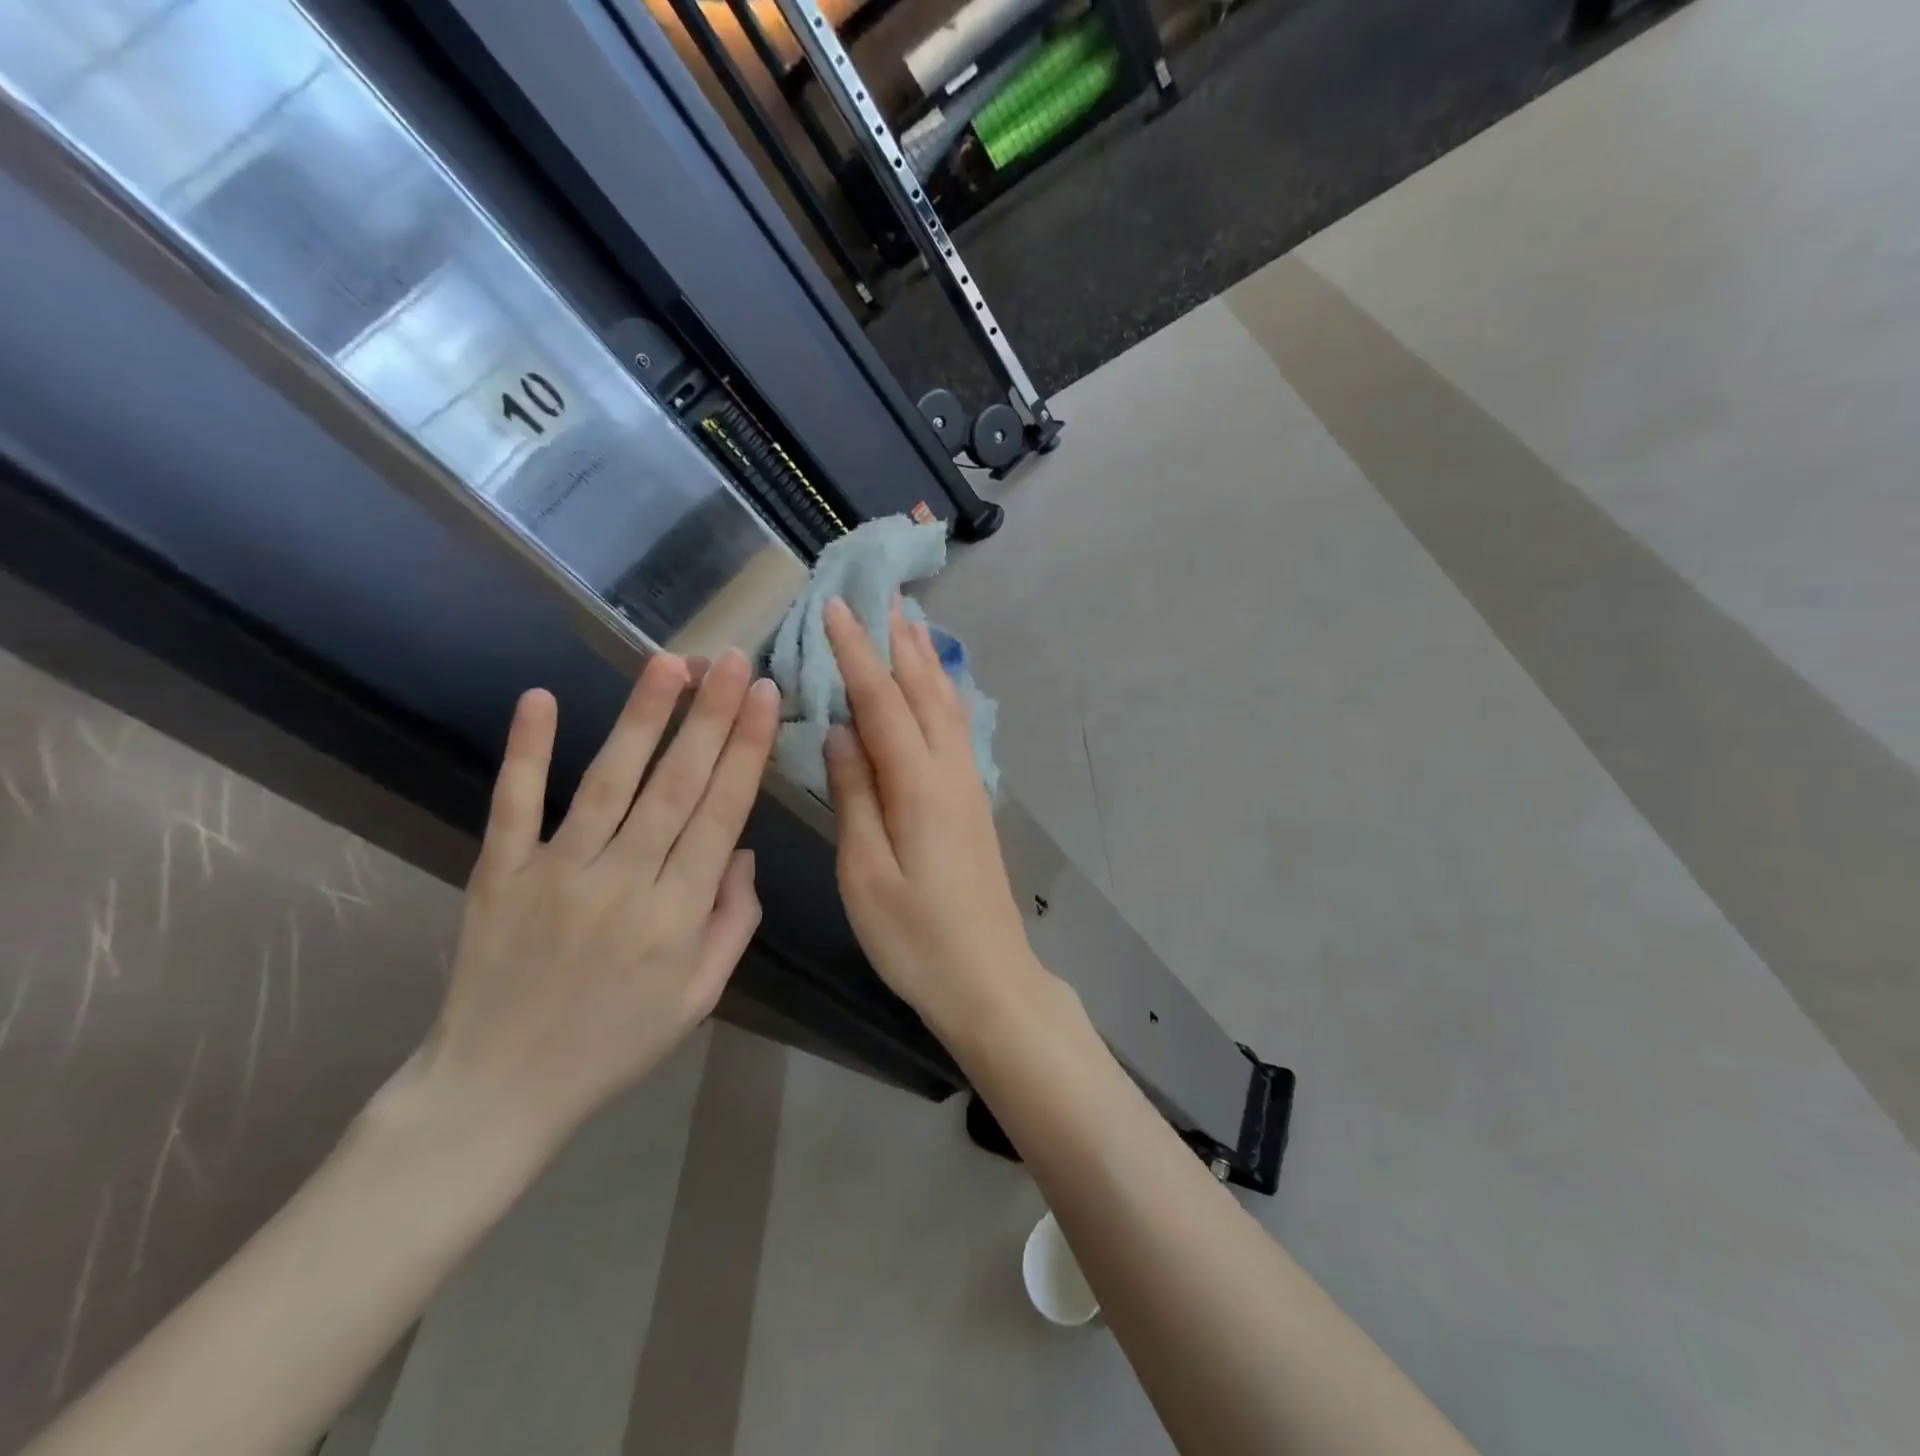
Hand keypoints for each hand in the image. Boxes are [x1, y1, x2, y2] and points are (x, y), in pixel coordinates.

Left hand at [413, 649, 777, 1151]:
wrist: (499, 1089)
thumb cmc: (616, 1043)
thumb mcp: (700, 996)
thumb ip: (733, 921)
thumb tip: (741, 850)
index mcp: (677, 915)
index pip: (722, 814)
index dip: (747, 750)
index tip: (766, 697)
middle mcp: (622, 882)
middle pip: (675, 785)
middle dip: (711, 716)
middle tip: (733, 660)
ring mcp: (555, 873)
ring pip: (609, 781)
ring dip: (643, 718)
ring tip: (672, 663)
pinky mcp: (499, 873)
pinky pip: (514, 805)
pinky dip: (526, 752)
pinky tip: (540, 698)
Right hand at [822, 596, 1043, 1039]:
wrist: (988, 978)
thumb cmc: (915, 936)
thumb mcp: (865, 872)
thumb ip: (854, 795)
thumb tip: (840, 731)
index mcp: (918, 785)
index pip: (881, 701)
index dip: (856, 652)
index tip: (835, 607)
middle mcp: (950, 772)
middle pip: (924, 690)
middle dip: (899, 641)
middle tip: (882, 595)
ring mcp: (969, 785)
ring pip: (947, 705)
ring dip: (926, 661)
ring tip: (911, 624)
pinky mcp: (974, 802)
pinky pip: (957, 728)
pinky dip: (943, 694)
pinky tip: (938, 689)